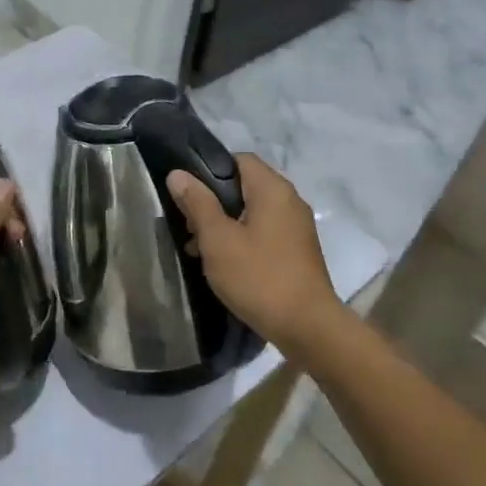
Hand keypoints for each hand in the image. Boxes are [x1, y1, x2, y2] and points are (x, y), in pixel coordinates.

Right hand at [166, 154, 340, 352]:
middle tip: (188, 225)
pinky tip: (224, 263)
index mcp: (272, 189)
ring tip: (199, 248)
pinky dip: (242, 239)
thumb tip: (178, 174)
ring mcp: (296, 227)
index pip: (238, 159)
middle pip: (244, 186)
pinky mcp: (297, 250)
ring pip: (252, 211)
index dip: (209, 170)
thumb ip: (197, 204)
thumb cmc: (258, 277)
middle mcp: (289, 200)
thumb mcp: (218, 240)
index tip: (186, 193)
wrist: (307, 326)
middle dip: (213, 201)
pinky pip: (264, 232)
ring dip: (225, 224)